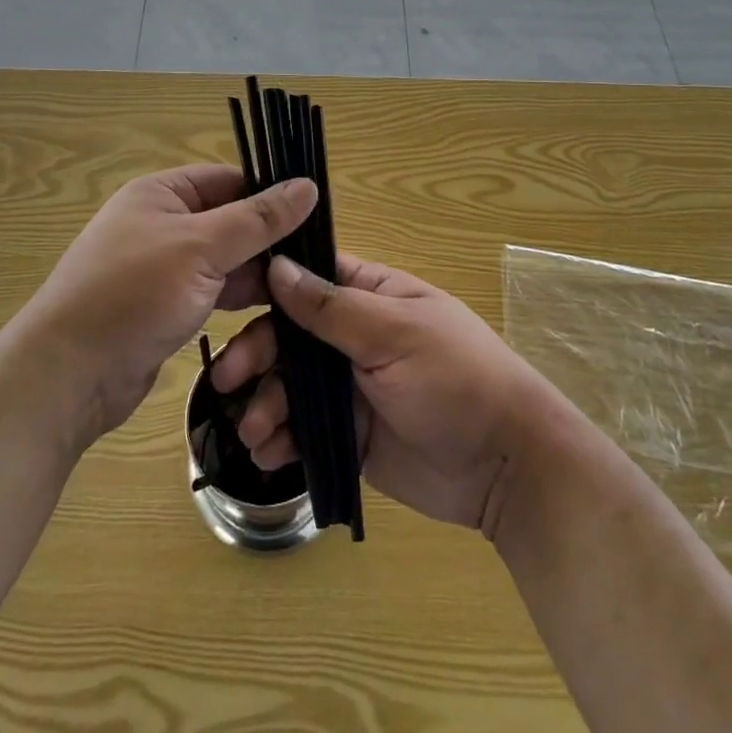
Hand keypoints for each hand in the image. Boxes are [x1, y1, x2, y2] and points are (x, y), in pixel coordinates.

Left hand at [26, 165, 316, 439]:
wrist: (68, 376)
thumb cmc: (133, 294)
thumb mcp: (202, 248)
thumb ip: (258, 219)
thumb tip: (309, 185)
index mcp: (162, 193)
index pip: (231, 180)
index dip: (272, 194)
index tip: (317, 216)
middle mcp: (162, 223)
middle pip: (231, 220)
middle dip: (269, 241)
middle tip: (317, 261)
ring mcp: (164, 267)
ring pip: (226, 260)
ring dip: (257, 274)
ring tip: (304, 288)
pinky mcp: (166, 306)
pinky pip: (214, 291)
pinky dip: (239, 298)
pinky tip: (275, 312)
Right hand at [210, 251, 575, 536]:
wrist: (504, 467)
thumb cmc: (455, 378)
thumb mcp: (394, 334)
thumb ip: (331, 307)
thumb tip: (277, 265)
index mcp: (371, 295)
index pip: (309, 278)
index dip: (268, 287)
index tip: (229, 303)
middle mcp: (354, 336)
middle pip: (289, 336)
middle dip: (256, 355)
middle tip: (227, 380)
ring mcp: (350, 387)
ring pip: (290, 385)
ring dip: (264, 404)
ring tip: (254, 433)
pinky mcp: (349, 434)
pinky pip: (303, 430)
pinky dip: (282, 440)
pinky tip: (270, 454)